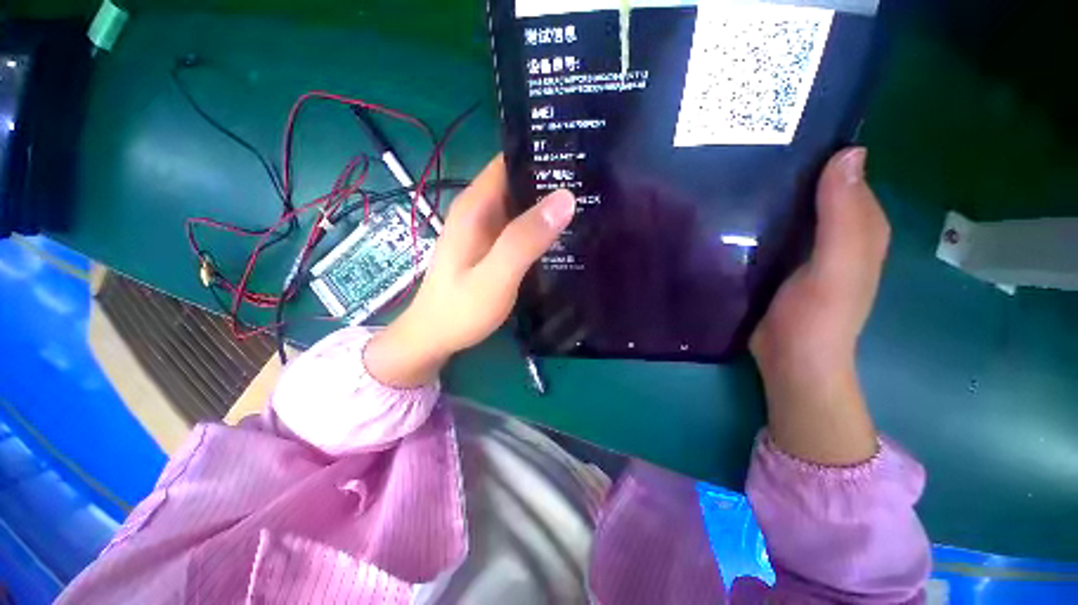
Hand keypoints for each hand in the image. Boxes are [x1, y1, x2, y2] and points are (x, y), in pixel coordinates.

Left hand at [365, 155, 575, 386]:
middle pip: (519, 181)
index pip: (510, 161)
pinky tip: (567, 233)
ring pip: (523, 204)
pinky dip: (542, 226)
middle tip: (596, 183)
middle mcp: (480, 210)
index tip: (581, 155)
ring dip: (550, 204)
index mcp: (476, 206)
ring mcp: (486, 229)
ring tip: (591, 204)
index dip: (543, 154)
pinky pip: (521, 226)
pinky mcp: (492, 246)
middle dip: (554, 179)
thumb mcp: (495, 276)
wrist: (435, 337)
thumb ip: (524, 239)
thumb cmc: (461, 310)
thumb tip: (565, 198)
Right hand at [750, 148, 889, 465]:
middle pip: (816, 187)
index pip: (846, 172)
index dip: (821, 148)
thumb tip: (849, 153)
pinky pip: (771, 228)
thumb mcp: (837, 266)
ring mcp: (805, 247)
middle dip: (789, 167)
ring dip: (769, 191)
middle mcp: (836, 231)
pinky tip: (732, 209)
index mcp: (859, 225)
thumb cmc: (818, 316)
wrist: (790, 359)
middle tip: (748, 149)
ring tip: (733, 173)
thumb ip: (845, 218)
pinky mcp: (779, 261)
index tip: (782, 129)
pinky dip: (757, 215)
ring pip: (791, 207)